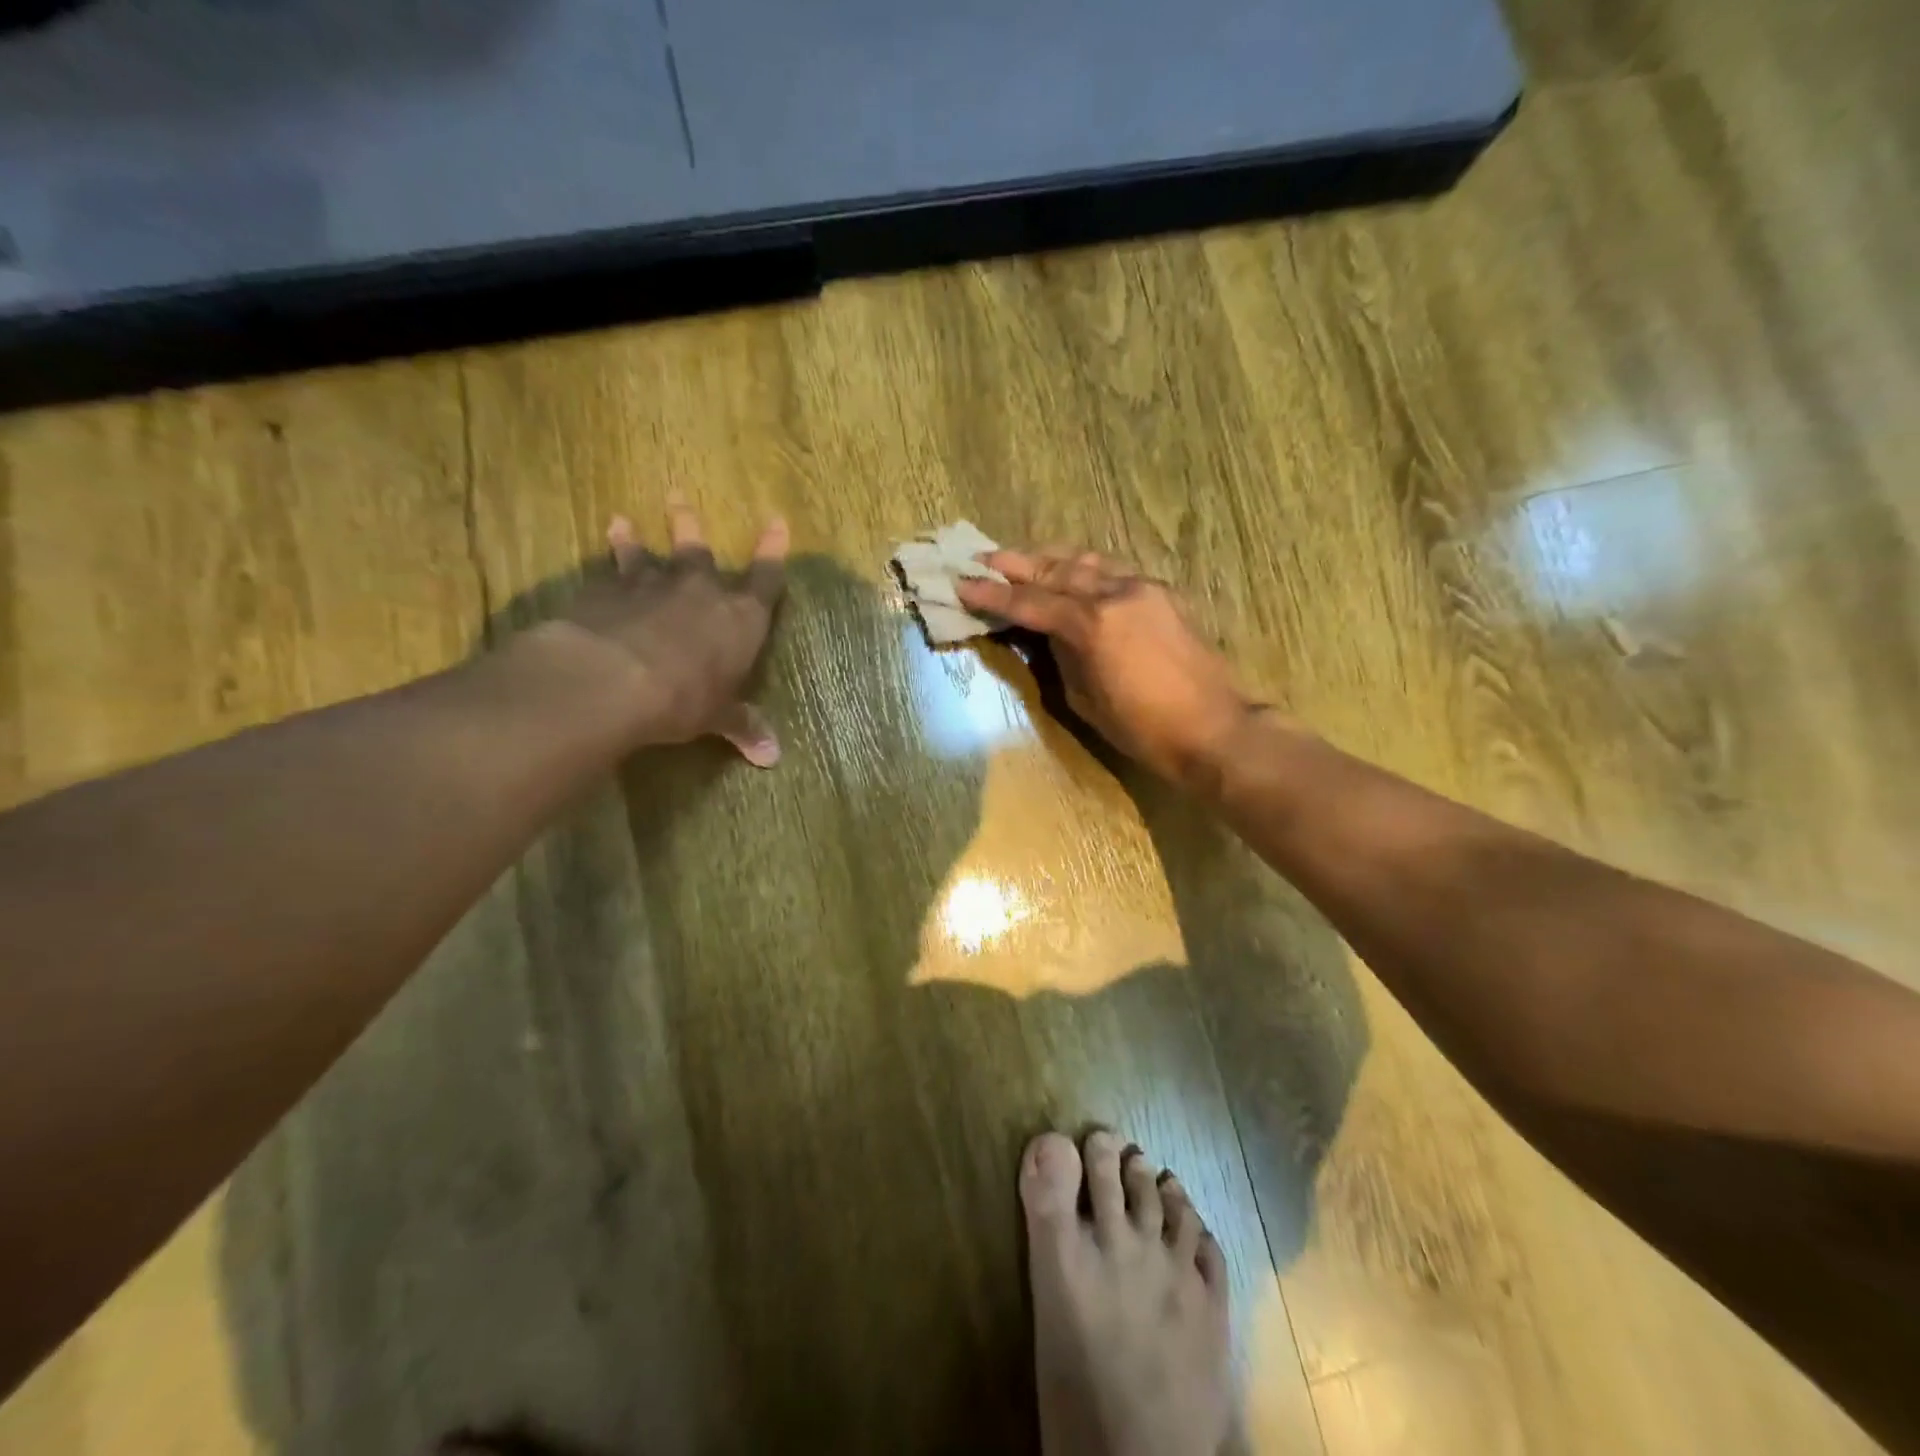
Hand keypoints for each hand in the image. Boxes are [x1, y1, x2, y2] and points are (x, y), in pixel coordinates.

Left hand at [551, 501, 787, 765]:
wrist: (615, 679)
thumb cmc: (685, 698)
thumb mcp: (717, 717)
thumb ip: (742, 726)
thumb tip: (771, 757)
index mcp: (740, 619)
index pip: (765, 579)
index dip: (773, 551)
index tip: (777, 521)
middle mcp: (699, 591)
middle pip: (699, 551)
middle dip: (691, 525)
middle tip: (679, 495)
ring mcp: (651, 586)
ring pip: (647, 554)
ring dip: (636, 538)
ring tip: (623, 520)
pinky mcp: (606, 592)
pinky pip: (608, 570)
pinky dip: (606, 559)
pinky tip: (599, 552)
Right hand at [956, 548, 1252, 785]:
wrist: (1214, 729)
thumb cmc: (1143, 728)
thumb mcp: (1085, 699)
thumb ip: (1061, 657)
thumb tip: (1046, 634)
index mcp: (1091, 624)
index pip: (1030, 602)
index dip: (993, 595)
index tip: (962, 583)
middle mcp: (1115, 593)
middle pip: (1056, 570)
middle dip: (1017, 565)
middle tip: (985, 558)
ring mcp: (1143, 588)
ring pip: (1088, 562)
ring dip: (1052, 559)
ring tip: (1024, 559)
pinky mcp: (1162, 594)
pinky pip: (1113, 572)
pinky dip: (1086, 568)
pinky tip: (1073, 572)